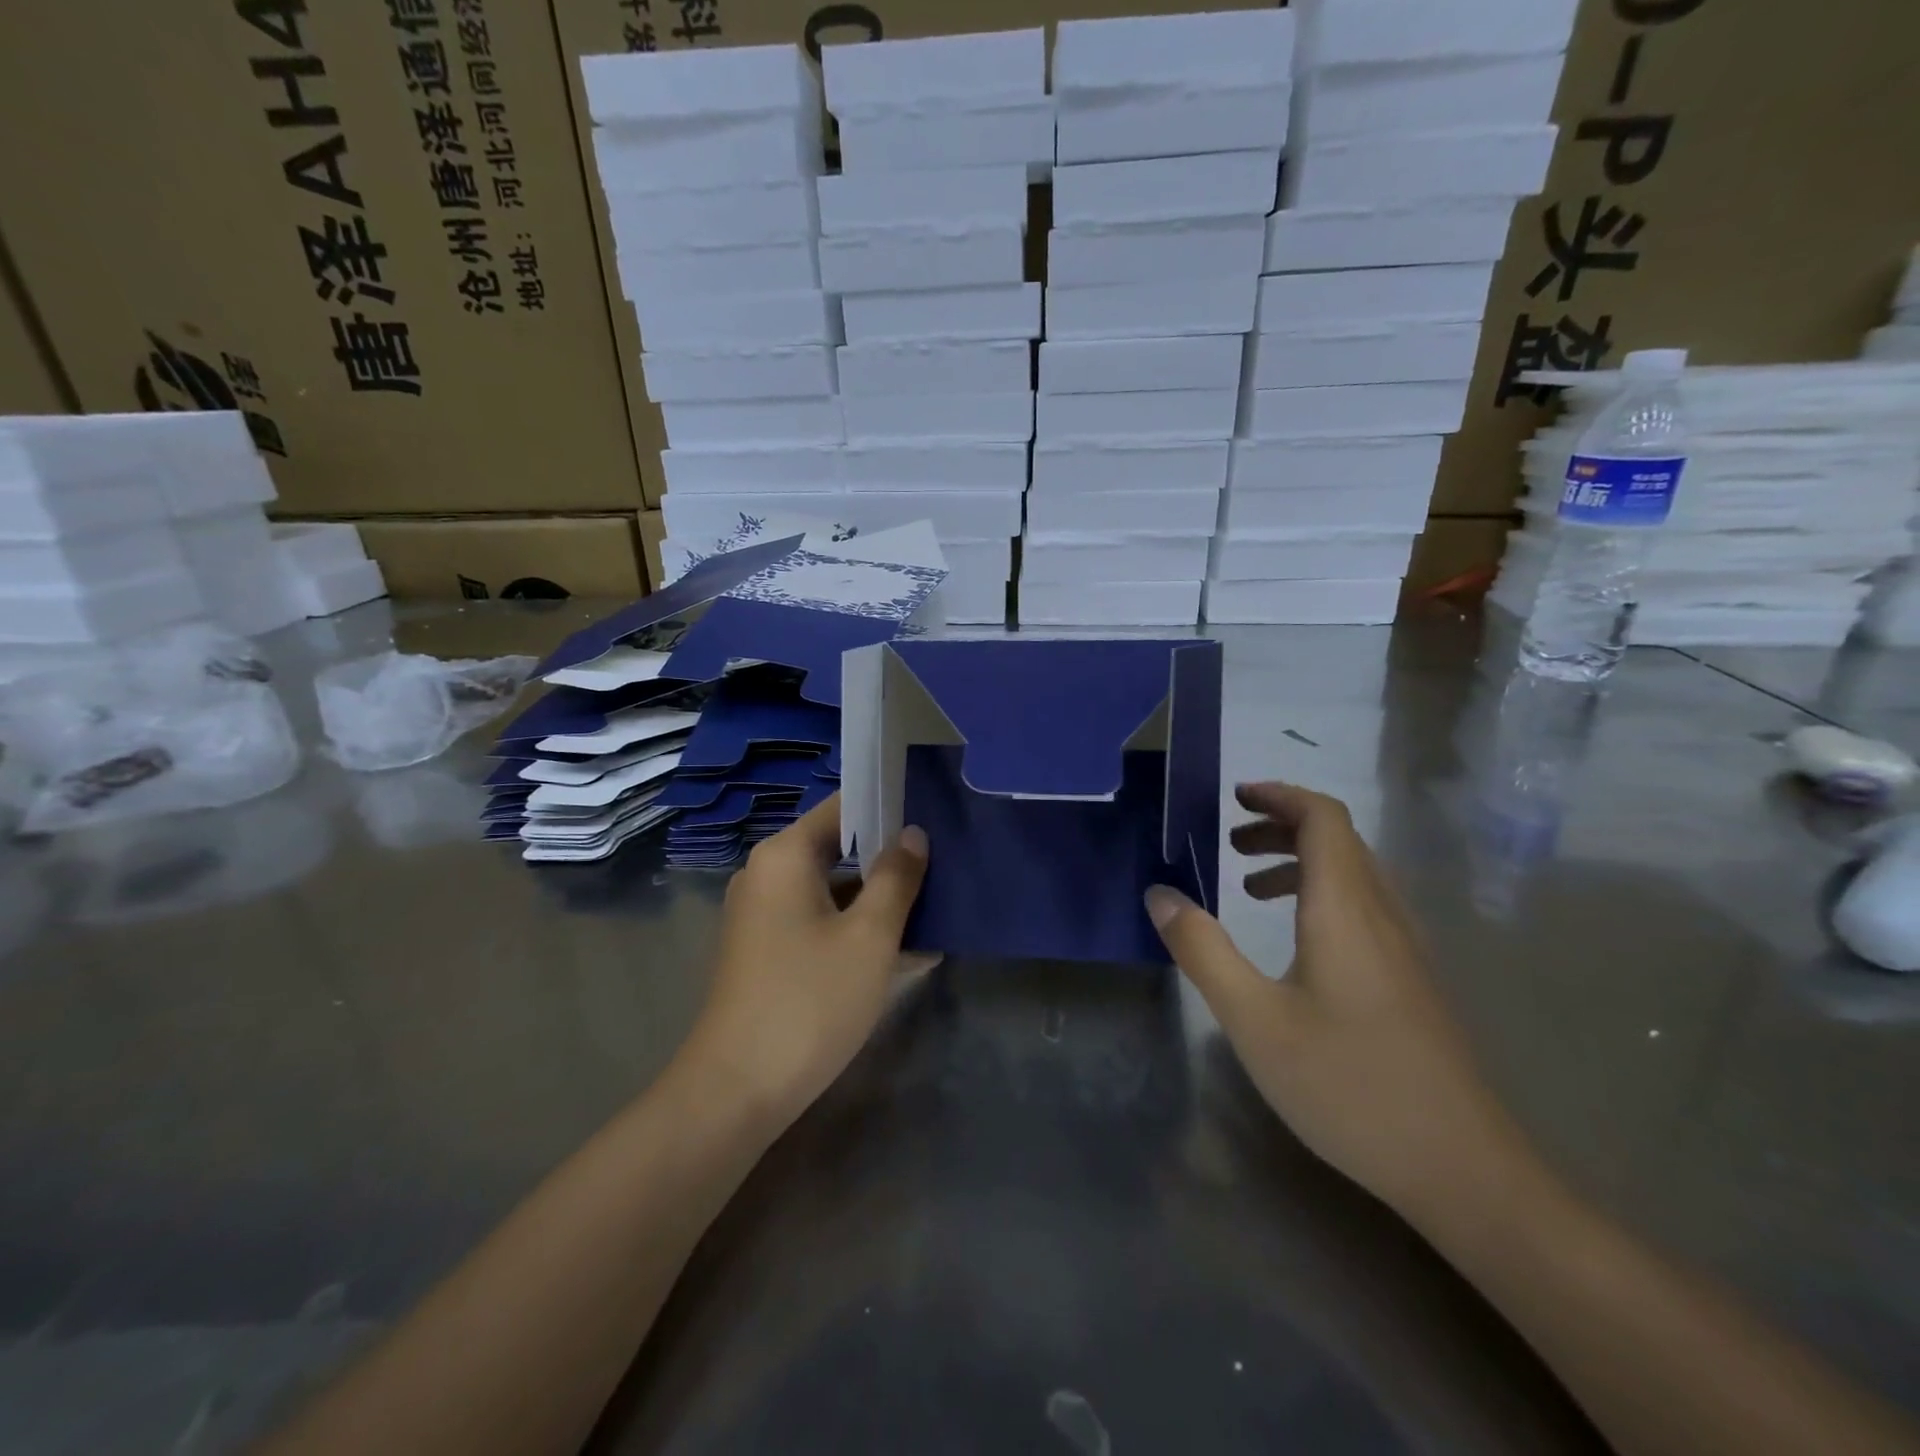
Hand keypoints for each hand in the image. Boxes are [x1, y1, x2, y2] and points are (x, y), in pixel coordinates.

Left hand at [684, 795, 929, 1131]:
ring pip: (835, 889)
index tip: (935, 812)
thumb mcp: (869, 937)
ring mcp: (765, 915)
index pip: (844, 805)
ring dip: (881, 898)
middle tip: (946, 861)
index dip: (890, 804)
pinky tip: (910, 951)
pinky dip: (859, 928)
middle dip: (892, 857)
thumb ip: (896, 878)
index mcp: (786, 855)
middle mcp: (769, 874)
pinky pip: (822, 922)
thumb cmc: (810, 1001)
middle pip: (840, 847)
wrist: (736, 1092)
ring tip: (939, 906)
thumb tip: (914, 835)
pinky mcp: (769, 950)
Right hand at [1146, 782, 1526, 1223]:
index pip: (1323, 819)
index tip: (1234, 798)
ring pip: (1353, 874)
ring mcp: (1406, 948)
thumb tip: (1160, 895)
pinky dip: (1320, 895)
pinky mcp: (1413, 980)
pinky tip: (1294, 942)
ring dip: (1300, 861)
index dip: (1280, 796)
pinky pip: (1364, 908)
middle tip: (1228, 841)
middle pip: (1339, 839)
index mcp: (1345, 909)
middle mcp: (1383, 914)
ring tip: (1249, 886)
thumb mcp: (1254, 1019)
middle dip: (1281, 826)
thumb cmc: (1349, 1086)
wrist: (1463, 1171)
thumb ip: (1203, 951)